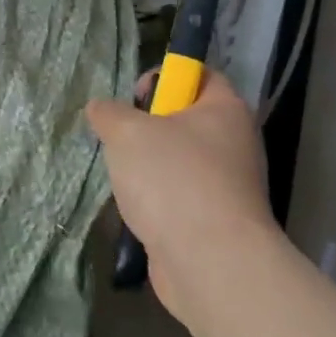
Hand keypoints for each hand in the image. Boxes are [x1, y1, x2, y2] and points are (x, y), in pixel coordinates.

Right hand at [85, 70, 277, 330]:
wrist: (209, 261)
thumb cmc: (172, 179)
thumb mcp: (126, 132)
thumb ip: (109, 113)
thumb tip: (101, 109)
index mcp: (225, 109)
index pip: (199, 75)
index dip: (164, 77)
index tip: (133, 100)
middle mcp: (234, 143)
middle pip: (184, 119)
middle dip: (145, 128)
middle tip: (120, 141)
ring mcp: (227, 185)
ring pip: (177, 161)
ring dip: (146, 167)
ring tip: (124, 180)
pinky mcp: (214, 220)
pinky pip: (178, 196)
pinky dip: (156, 201)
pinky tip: (136, 211)